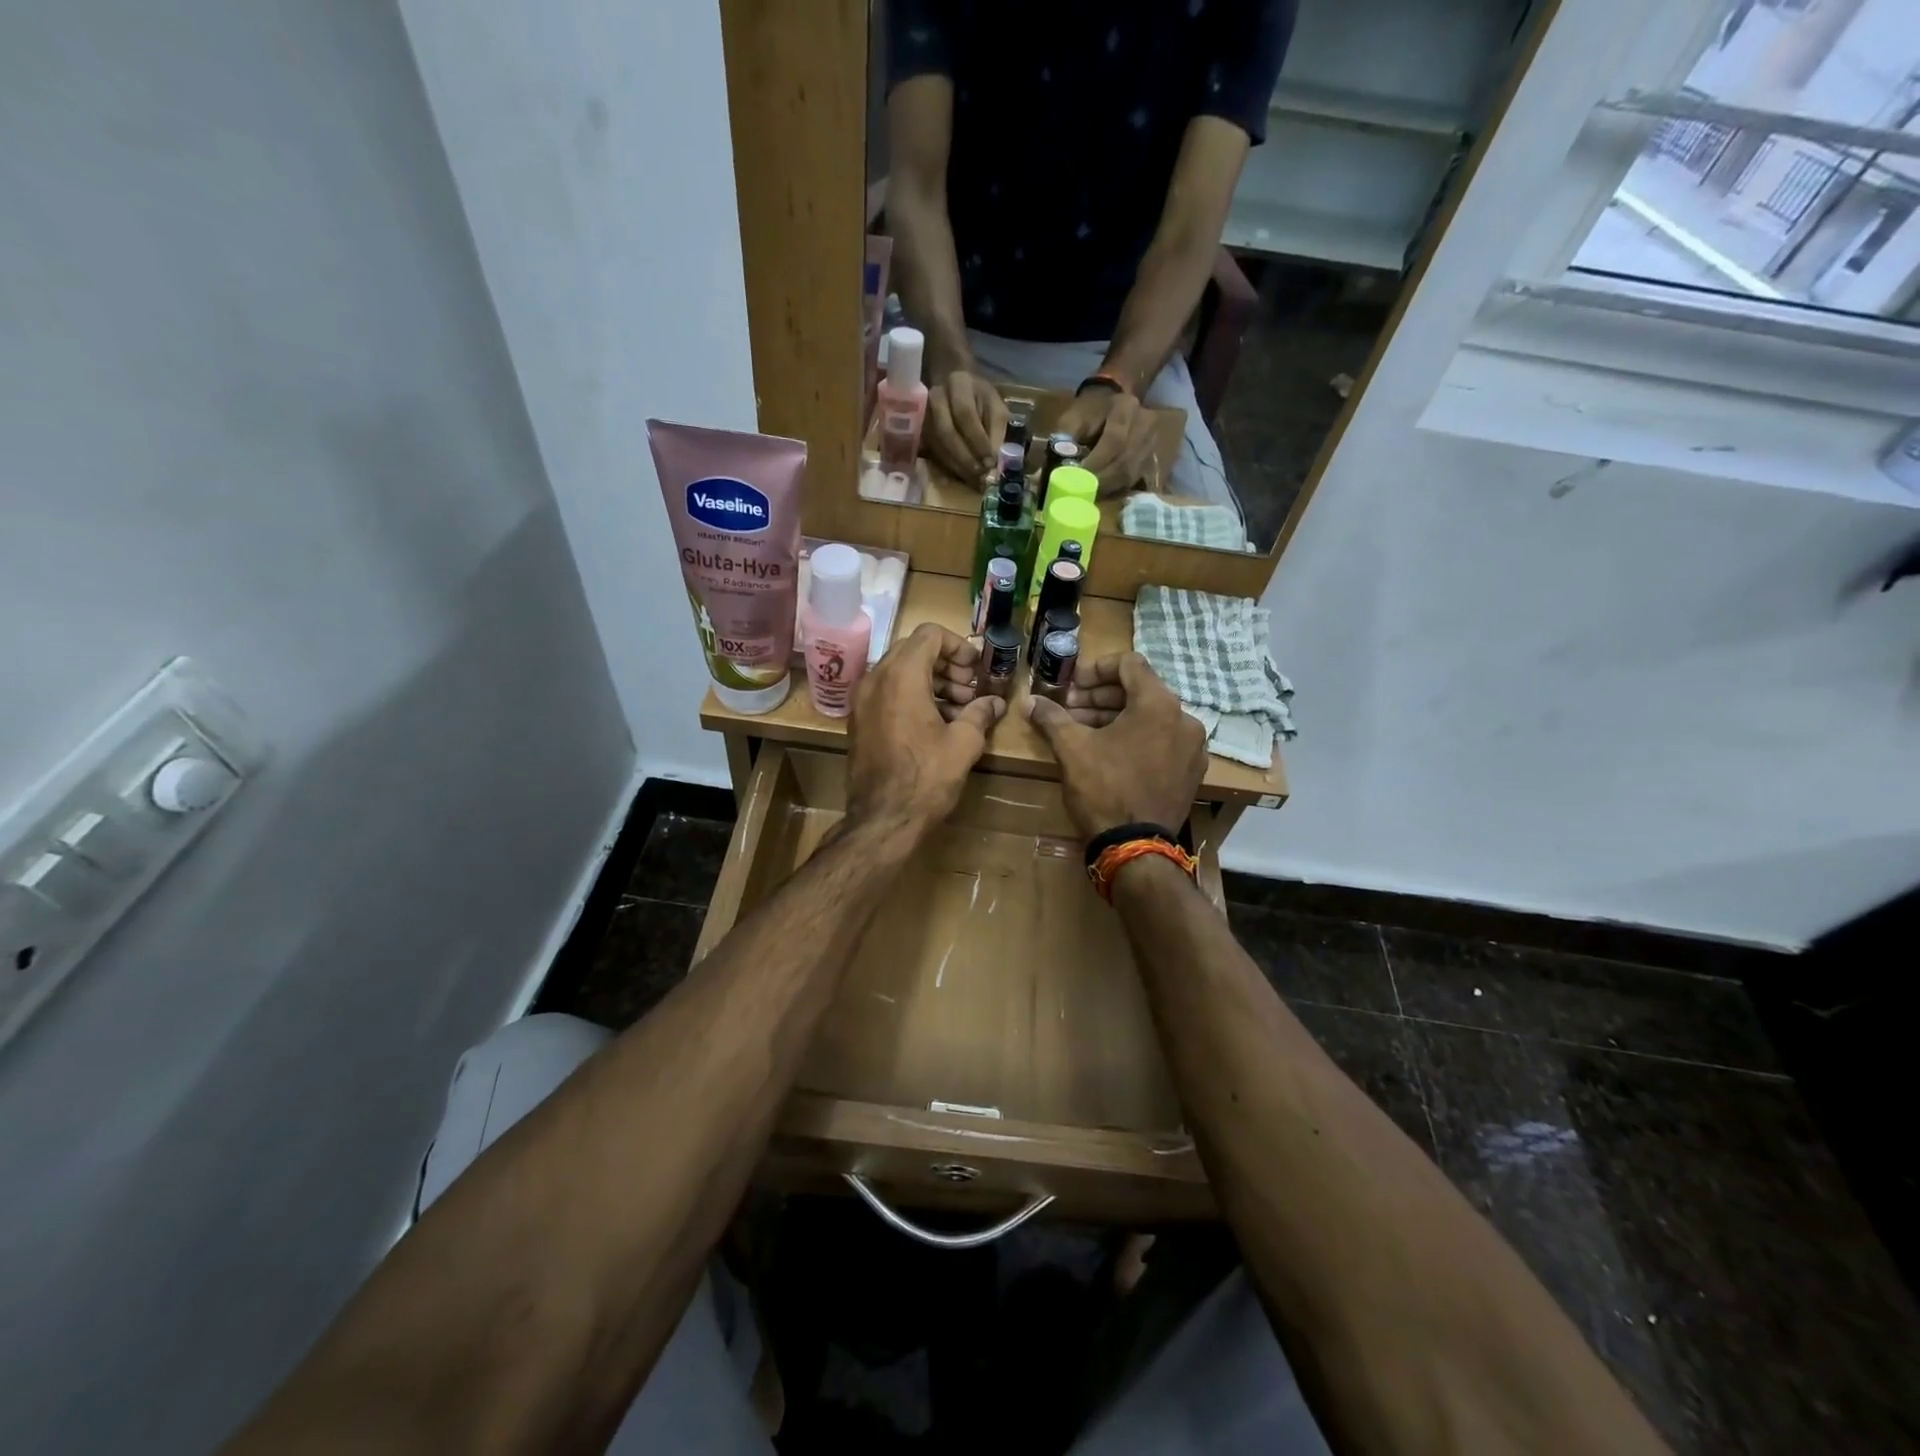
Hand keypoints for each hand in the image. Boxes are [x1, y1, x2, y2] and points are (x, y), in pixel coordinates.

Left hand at [847, 624, 1005, 834]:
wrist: (882, 820)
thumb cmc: (926, 777)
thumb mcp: (964, 743)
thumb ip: (980, 713)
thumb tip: (995, 703)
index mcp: (901, 675)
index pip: (930, 634)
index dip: (958, 646)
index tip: (976, 670)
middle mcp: (875, 679)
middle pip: (913, 651)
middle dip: (946, 666)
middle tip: (970, 691)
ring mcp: (862, 701)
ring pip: (900, 672)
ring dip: (932, 682)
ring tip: (959, 710)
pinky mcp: (859, 721)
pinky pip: (888, 694)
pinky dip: (912, 697)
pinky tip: (937, 724)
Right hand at [925, 369, 1008, 483]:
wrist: (952, 383)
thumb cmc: (978, 395)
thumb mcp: (995, 404)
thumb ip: (996, 429)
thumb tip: (994, 460)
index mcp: (958, 384)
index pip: (965, 415)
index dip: (977, 440)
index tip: (990, 461)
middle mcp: (936, 398)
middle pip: (946, 433)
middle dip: (966, 458)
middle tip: (981, 475)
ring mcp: (924, 415)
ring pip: (939, 446)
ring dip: (958, 466)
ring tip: (975, 479)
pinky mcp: (921, 431)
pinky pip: (935, 453)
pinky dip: (951, 467)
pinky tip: (964, 475)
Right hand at [1024, 653, 1206, 839]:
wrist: (1135, 848)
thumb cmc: (1104, 790)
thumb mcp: (1072, 749)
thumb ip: (1052, 717)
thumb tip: (1030, 701)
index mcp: (1159, 704)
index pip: (1129, 664)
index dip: (1095, 668)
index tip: (1072, 684)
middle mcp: (1184, 719)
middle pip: (1139, 691)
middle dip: (1101, 697)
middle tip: (1069, 708)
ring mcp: (1192, 747)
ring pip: (1150, 717)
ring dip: (1115, 717)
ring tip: (1082, 730)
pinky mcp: (1191, 772)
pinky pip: (1162, 741)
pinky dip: (1135, 738)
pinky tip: (1108, 752)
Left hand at [1038, 386, 1156, 496]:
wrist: (1113, 401)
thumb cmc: (1088, 411)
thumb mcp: (1072, 417)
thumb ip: (1065, 439)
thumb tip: (1059, 467)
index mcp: (1125, 407)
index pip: (1114, 440)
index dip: (1096, 464)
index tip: (1078, 480)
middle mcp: (1146, 424)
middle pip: (1125, 461)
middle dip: (1101, 481)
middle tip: (1082, 495)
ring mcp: (1153, 442)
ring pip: (1132, 474)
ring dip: (1109, 489)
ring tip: (1090, 496)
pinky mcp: (1153, 458)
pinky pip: (1137, 480)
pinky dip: (1119, 490)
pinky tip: (1104, 493)